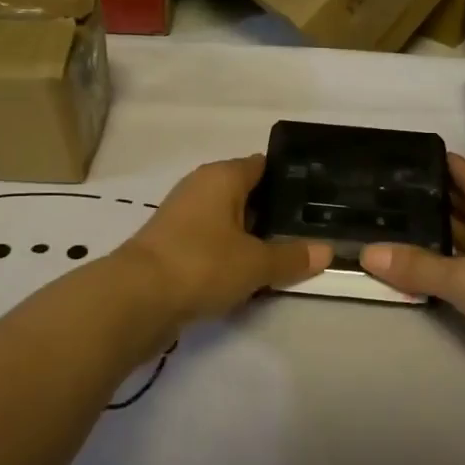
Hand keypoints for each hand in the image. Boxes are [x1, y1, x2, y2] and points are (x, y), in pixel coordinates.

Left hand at [119, 155, 328, 327]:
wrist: (136, 299)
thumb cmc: (202, 263)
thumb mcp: (256, 263)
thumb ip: (292, 256)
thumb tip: (328, 251)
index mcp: (222, 176)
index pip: (264, 165)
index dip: (290, 179)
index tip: (317, 197)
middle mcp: (201, 188)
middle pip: (247, 194)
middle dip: (274, 213)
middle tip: (310, 231)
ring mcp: (183, 217)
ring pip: (229, 221)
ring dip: (252, 238)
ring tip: (287, 255)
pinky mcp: (172, 246)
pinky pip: (212, 244)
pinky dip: (230, 255)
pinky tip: (251, 275)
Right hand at [360, 154, 464, 373]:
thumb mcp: (464, 278)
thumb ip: (416, 266)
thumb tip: (367, 253)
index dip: (435, 164)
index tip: (398, 160)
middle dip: (430, 199)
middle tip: (383, 195)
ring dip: (438, 233)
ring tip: (392, 226)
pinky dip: (450, 260)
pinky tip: (421, 263)